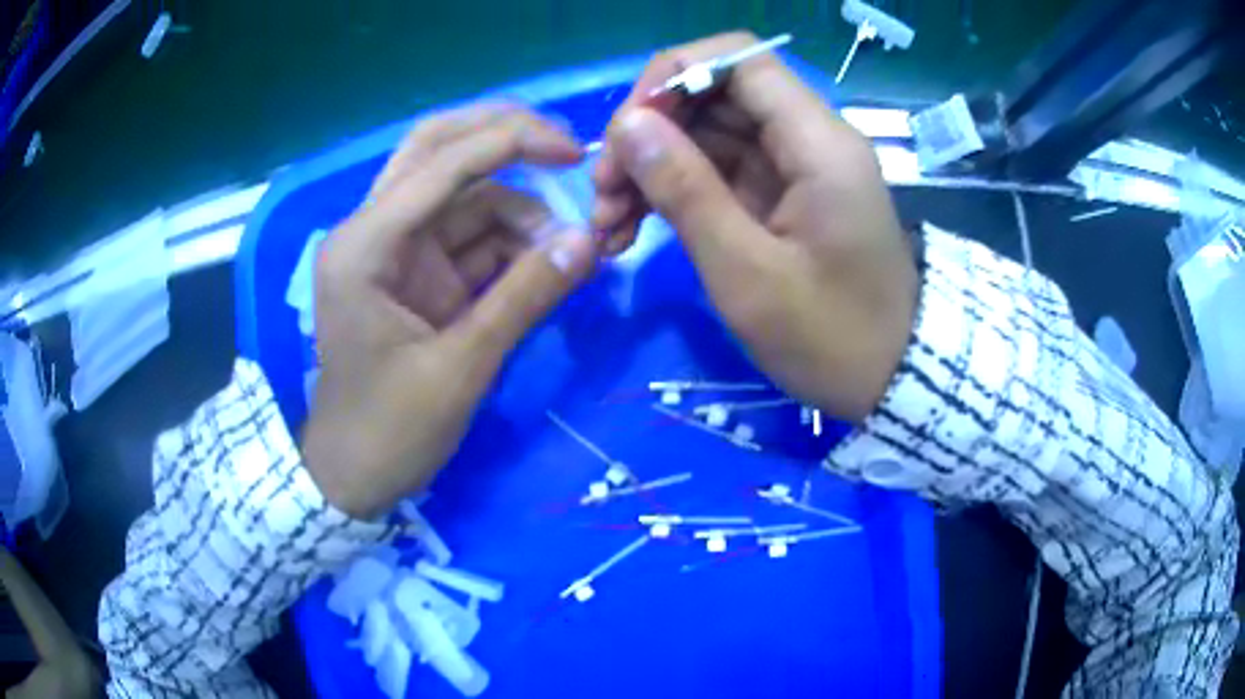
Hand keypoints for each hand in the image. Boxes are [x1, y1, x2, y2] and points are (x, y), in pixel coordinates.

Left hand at [304, 104, 596, 518]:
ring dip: (518, 208)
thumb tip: (588, 242)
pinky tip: (546, 263)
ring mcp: (395, 250)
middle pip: (437, 148)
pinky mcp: (415, 273)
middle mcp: (374, 230)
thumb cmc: (390, 432)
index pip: (441, 162)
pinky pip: (468, 235)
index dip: (512, 141)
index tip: (577, 152)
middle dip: (503, 139)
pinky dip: (510, 242)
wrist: (352, 477)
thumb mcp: (460, 368)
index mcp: (365, 245)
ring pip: (460, 193)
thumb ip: (524, 298)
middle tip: (567, 151)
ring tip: (567, 250)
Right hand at [592, 33, 918, 421]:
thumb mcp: (748, 274)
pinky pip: (717, 169)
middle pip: (715, 94)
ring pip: (708, 133)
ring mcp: (794, 165)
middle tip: (604, 195)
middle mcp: (809, 138)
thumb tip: (629, 126)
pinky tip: (632, 230)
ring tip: (608, 225)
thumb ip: (686, 191)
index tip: (628, 129)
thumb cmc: (831, 338)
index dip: (673, 75)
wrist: (890, 378)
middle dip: (649, 132)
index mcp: (817, 142)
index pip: (739, 58)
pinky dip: (674, 191)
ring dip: (652, 167)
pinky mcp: (782, 193)